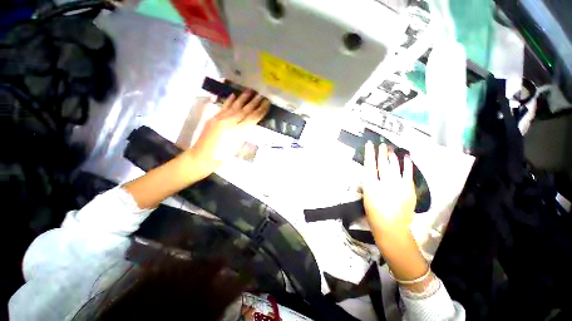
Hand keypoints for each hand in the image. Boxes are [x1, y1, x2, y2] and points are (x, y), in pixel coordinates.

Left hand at [187, 90, 269, 180]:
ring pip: (235, 106)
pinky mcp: (214, 118)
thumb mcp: (237, 147)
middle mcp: (230, 122)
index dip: (260, 110)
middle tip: (261, 95)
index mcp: (238, 131)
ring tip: (250, 90)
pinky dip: (229, 101)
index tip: (266, 103)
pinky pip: (224, 107)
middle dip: (254, 102)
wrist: (202, 156)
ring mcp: (220, 118)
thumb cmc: (222, 156)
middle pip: (245, 110)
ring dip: (243, 98)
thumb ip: (244, 134)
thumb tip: (249, 124)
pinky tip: (233, 95)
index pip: (252, 118)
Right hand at [363, 142, 428, 283]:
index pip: (369, 165)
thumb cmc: (374, 214)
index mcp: (370, 184)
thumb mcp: (366, 197)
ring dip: (392, 156)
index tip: (369, 144)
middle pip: (382, 163)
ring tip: (390, 148)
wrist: (392, 228)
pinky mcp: (409, 188)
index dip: (369, 153)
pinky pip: (408, 172)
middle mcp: (384, 182)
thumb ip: (369, 184)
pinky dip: (407, 164)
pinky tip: (406, 156)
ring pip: (394, 166)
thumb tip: (371, 175)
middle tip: (381, 144)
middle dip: (381, 152)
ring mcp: (398, 184)